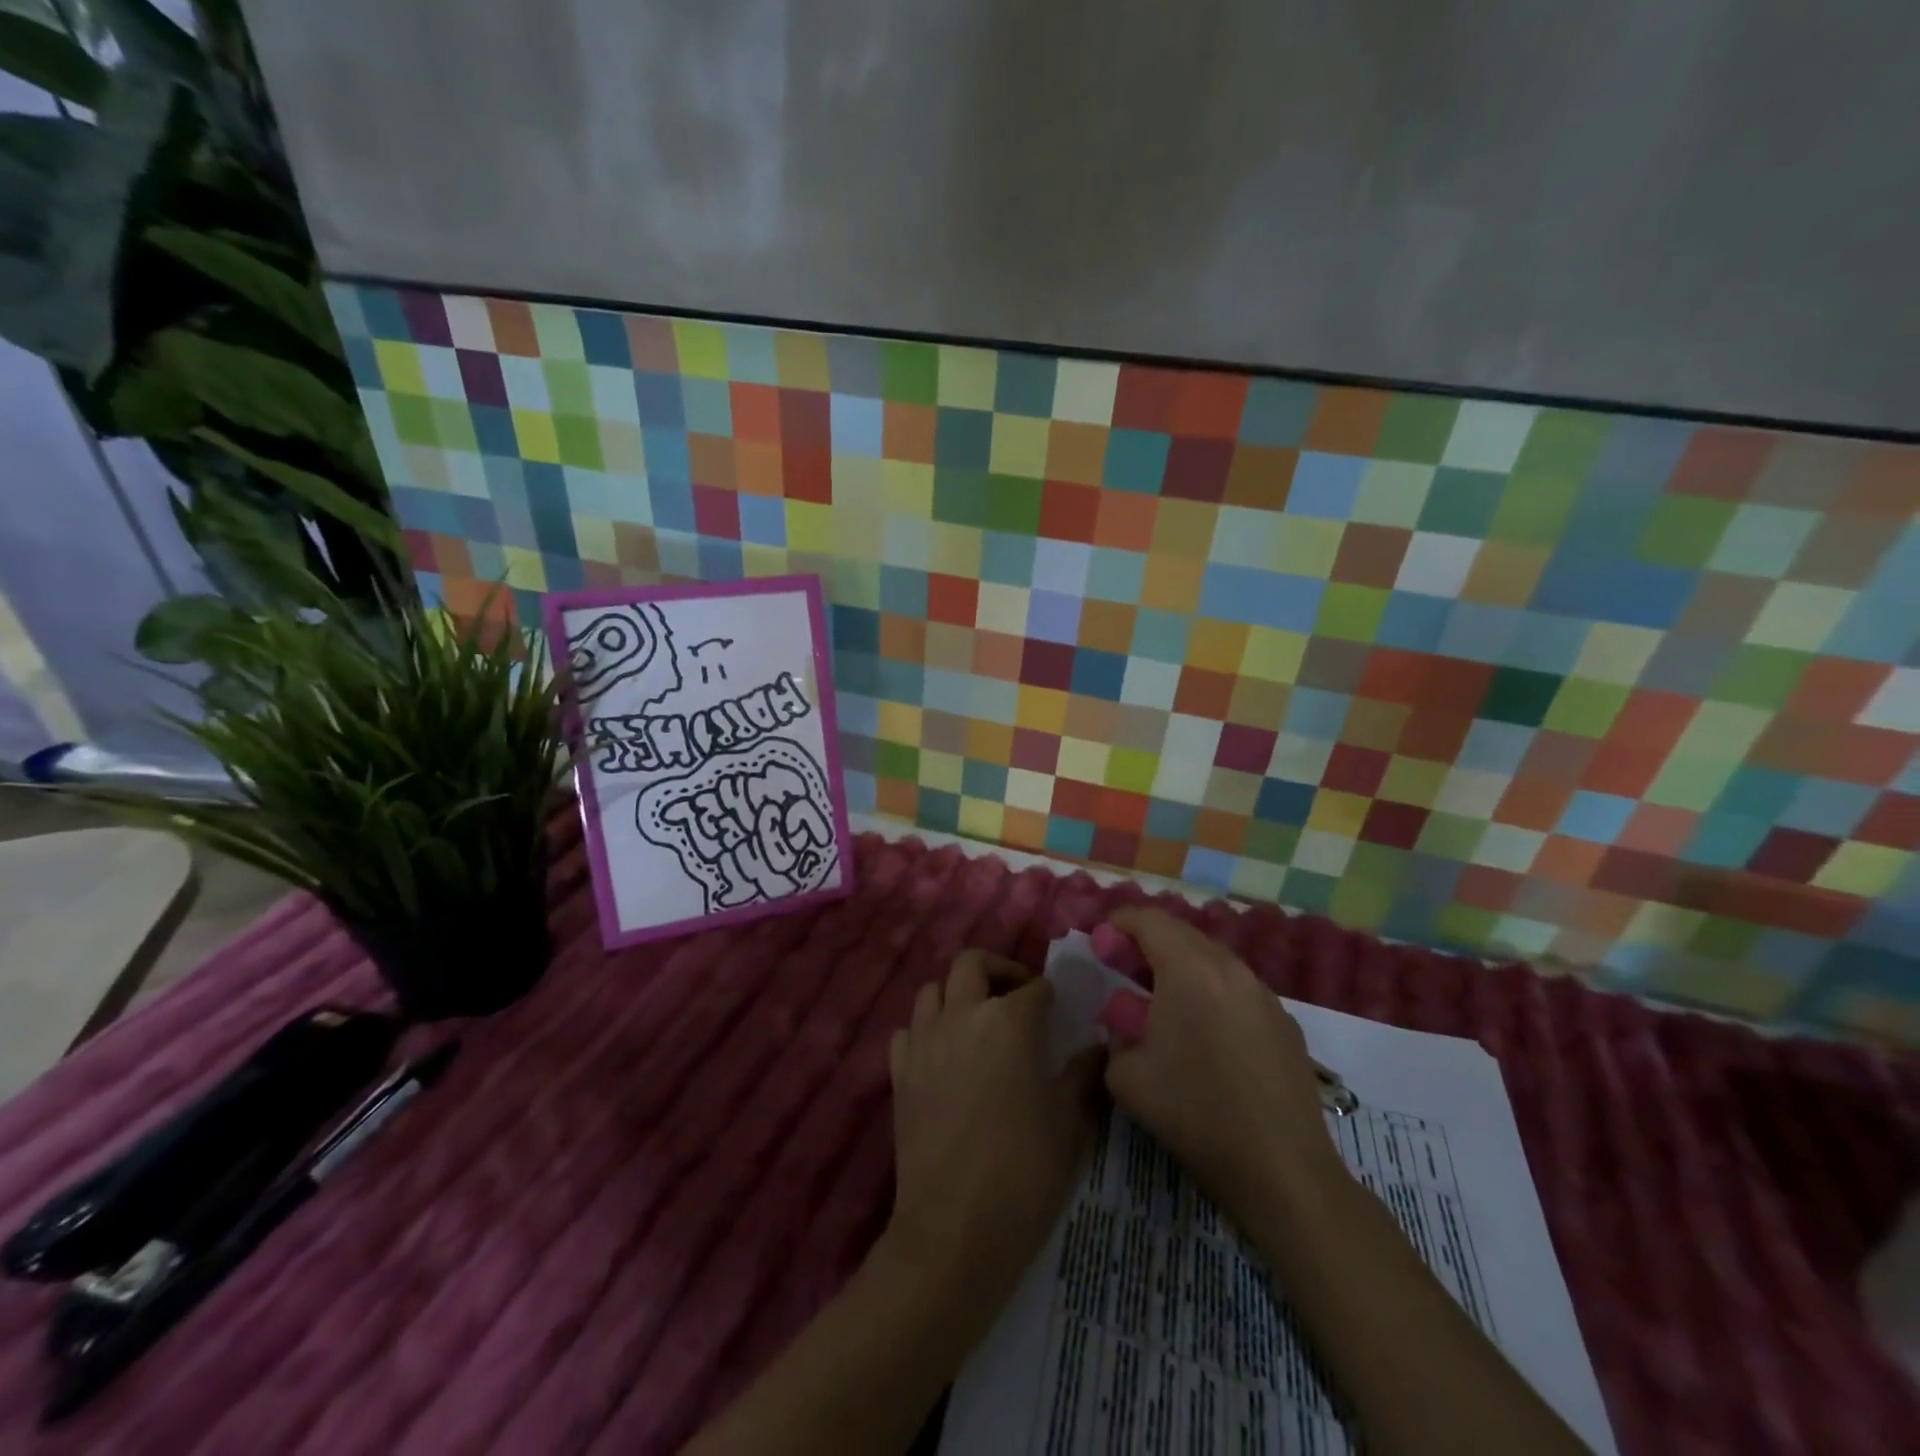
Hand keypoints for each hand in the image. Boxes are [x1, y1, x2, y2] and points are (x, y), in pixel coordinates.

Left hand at [886, 951, 1101, 1310]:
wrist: (954, 1231)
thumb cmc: (1024, 1172)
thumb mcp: (1070, 1123)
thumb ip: (1085, 1074)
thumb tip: (1098, 1045)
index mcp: (1009, 1021)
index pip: (1034, 987)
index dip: (1050, 994)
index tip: (1060, 1009)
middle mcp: (962, 1016)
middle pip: (972, 964)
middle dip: (998, 970)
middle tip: (1016, 997)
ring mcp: (924, 1042)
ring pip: (932, 990)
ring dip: (957, 994)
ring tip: (977, 1022)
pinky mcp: (899, 1073)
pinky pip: (908, 1031)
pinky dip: (926, 1030)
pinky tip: (943, 1056)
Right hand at [1098, 908, 1344, 1225]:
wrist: (1281, 1169)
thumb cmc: (1194, 1112)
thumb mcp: (1126, 1075)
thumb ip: (1115, 1032)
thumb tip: (1125, 1022)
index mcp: (1190, 968)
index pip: (1148, 919)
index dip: (1118, 924)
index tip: (1099, 944)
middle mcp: (1230, 968)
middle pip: (1181, 934)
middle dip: (1147, 943)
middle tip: (1122, 969)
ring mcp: (1263, 993)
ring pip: (1212, 960)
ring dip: (1180, 968)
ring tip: (1160, 1002)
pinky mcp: (1284, 1022)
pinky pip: (1236, 989)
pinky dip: (1210, 992)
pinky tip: (1203, 1033)